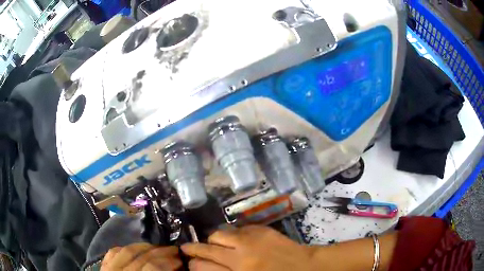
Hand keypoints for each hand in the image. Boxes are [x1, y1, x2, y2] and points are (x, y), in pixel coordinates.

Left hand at [101, 243, 181, 270]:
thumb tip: (176, 269)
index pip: (153, 266)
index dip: (168, 262)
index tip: (180, 260)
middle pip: (142, 256)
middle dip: (161, 252)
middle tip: (174, 251)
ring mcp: (110, 267)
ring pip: (127, 250)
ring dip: (145, 246)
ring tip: (157, 247)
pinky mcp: (104, 265)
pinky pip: (114, 251)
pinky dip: (126, 248)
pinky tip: (135, 249)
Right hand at [181, 225, 314, 270]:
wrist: (306, 268)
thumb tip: (205, 268)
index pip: (201, 267)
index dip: (192, 264)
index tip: (190, 262)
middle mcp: (239, 257)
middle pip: (206, 249)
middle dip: (193, 249)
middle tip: (189, 249)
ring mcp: (250, 241)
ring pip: (218, 234)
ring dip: (213, 240)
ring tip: (214, 244)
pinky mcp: (261, 230)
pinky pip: (237, 229)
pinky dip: (233, 235)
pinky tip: (236, 240)